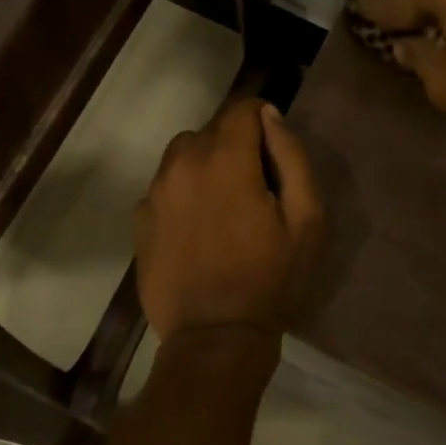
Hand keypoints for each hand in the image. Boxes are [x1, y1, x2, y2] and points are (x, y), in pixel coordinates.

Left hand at [134, 98, 322, 343]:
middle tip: (254, 184)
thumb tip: (269, 116)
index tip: (272, 146)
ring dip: (205, 165)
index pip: (241, 108)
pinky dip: (183, 192)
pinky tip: (197, 227)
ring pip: (182, 155)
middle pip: (210, 130)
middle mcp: (182, 164)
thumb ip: (290, 156)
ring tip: (223, 204)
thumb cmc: (270, 278)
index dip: (261, 118)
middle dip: (234, 144)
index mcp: (225, 160)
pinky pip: (165, 186)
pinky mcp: (140, 219)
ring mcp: (155, 192)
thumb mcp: (305, 218)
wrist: (215, 336)